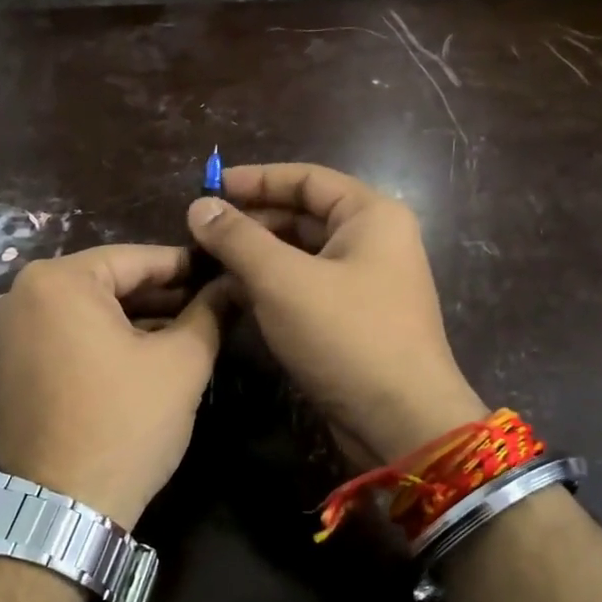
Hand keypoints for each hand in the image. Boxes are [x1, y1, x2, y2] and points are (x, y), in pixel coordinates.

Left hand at [0, 245, 224, 529]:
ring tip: (191, 328)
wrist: (60, 510)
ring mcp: (9, 333)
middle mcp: (22, 295)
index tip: (224, 271)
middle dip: (163, 294)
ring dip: (138, 318)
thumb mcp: (181, 363)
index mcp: (57, 280)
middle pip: (108, 282)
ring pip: (88, 310)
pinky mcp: (9, 366)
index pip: (136, 258)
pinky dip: (106, 339)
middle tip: (212, 303)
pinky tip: (148, 352)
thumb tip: (234, 284)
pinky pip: (67, 335)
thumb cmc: (124, 423)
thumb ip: (210, 312)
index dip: (187, 266)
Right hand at [187, 163, 485, 465]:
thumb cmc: (346, 336)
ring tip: (208, 263)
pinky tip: (234, 295)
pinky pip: (306, 288)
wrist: (401, 423)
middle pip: (303, 215)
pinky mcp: (353, 320)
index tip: (209, 187)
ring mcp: (365, 283)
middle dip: (252, 221)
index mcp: (370, 216)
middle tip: (201, 233)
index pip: (306, 178)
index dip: (256, 179)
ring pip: (301, 255)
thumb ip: (238, 239)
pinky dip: (272, 287)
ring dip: (257, 257)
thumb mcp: (283, 281)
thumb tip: (199, 206)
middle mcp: (373, 242)